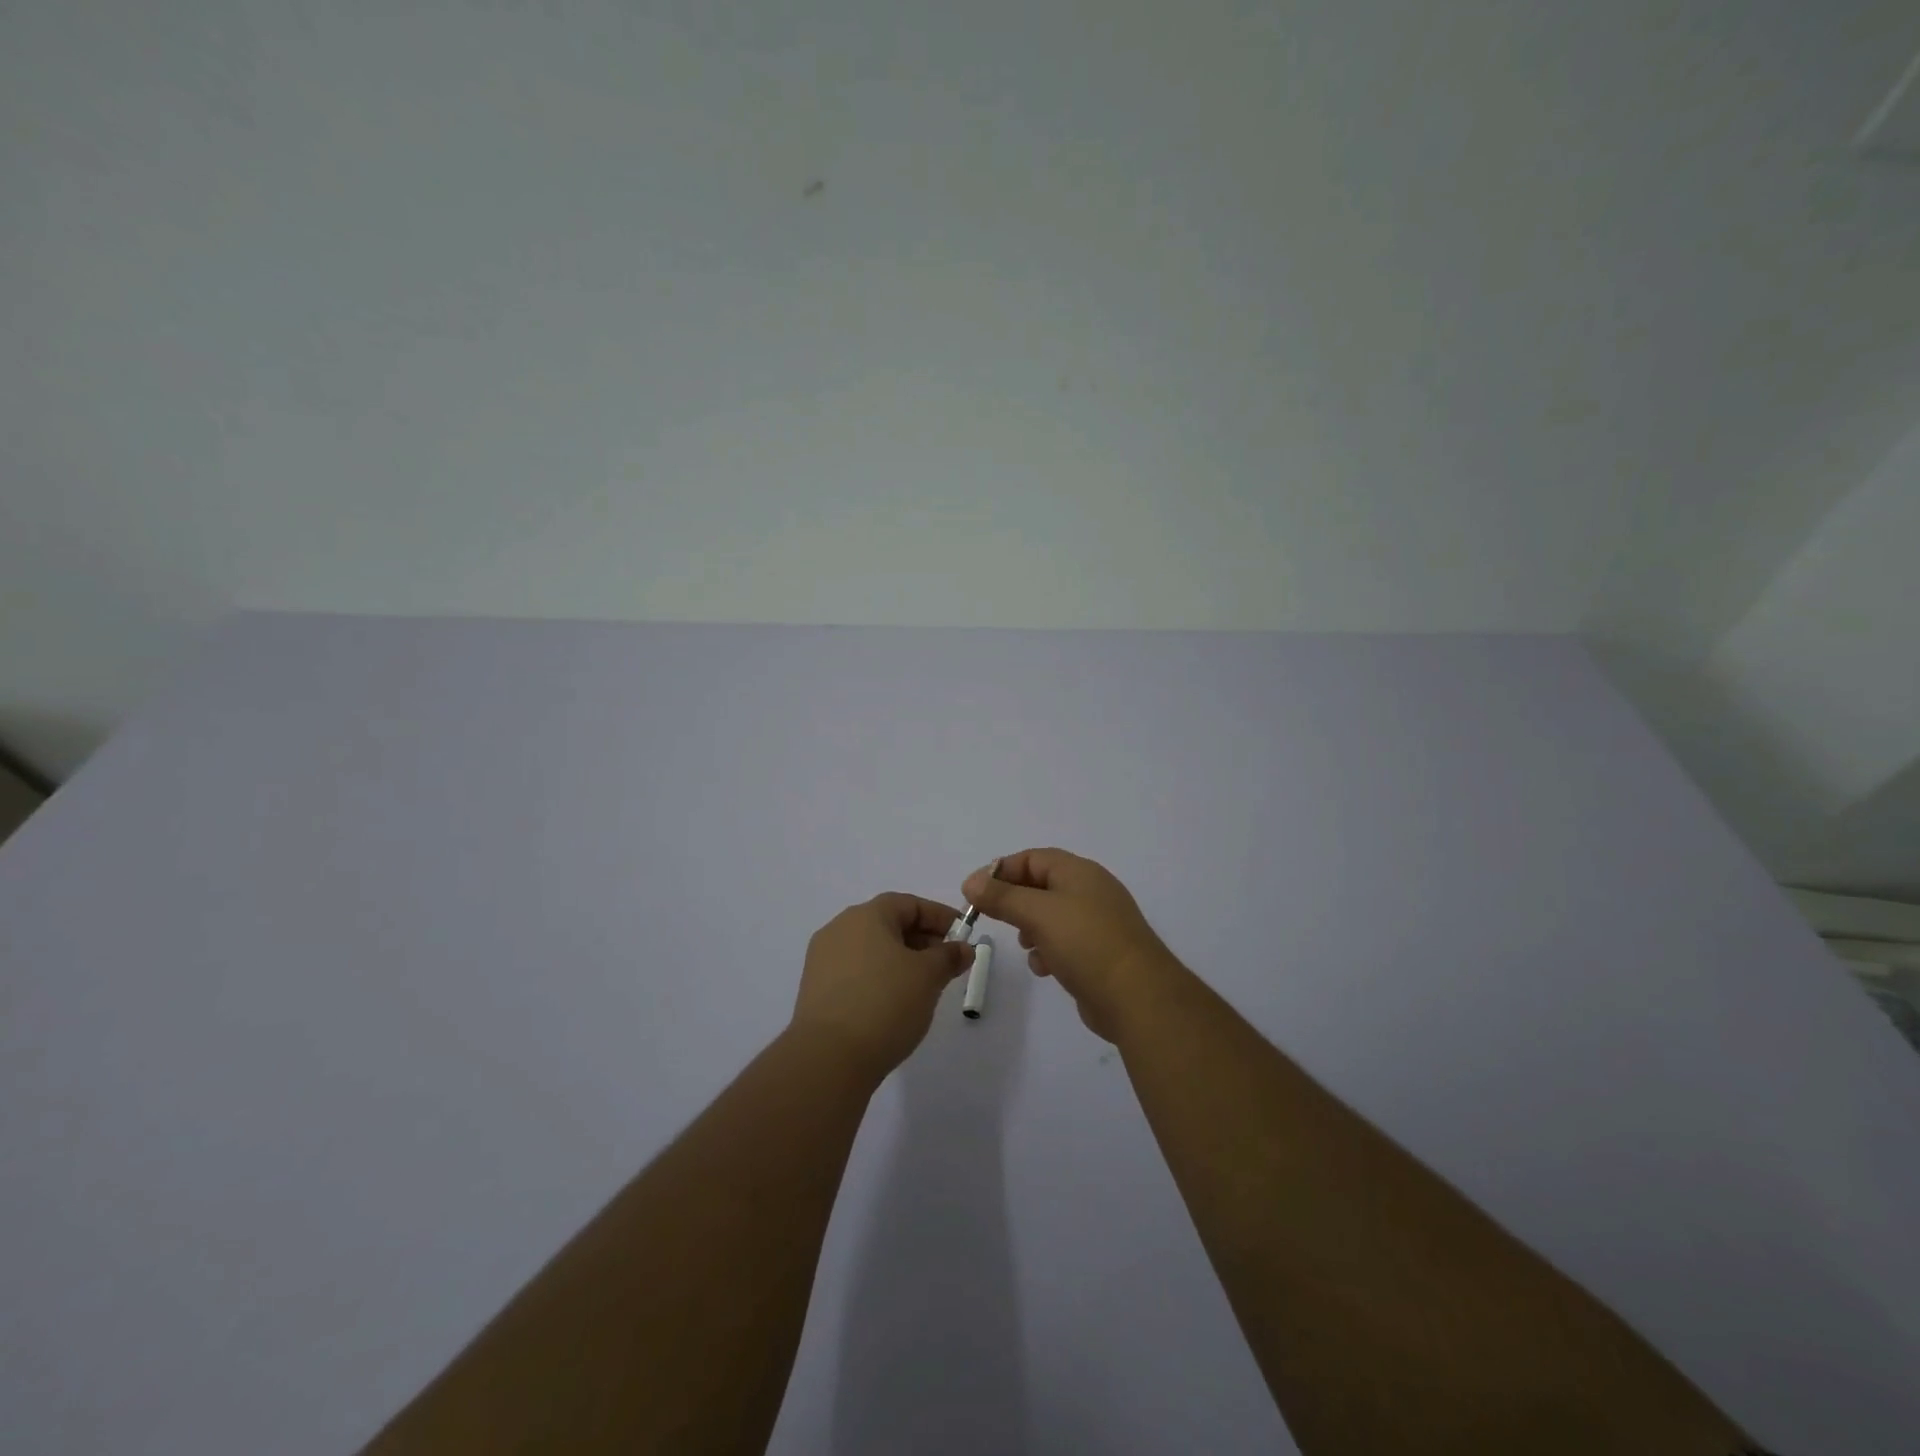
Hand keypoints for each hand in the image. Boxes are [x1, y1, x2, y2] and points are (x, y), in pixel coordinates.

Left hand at [791, 893, 974, 1082]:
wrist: (828, 1058)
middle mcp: (839, 929)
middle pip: (888, 924)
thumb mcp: (928, 976)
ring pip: (872, 950)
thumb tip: (963, 948)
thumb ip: (949, 956)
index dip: (939, 917)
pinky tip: (896, 1003)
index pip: (909, 904)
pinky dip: (880, 978)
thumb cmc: (885, 1003)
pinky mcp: (816, 990)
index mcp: (865, 915)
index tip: (963, 937)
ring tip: (925, 986)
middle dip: (922, 940)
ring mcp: (823, 960)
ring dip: (901, 961)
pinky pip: (856, 972)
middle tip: (947, 963)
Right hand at [962, 849, 1182, 1041]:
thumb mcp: (1038, 913)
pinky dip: (1048, 950)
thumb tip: (972, 881)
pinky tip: (1043, 968)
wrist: (1137, 997)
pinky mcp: (1099, 953)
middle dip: (1014, 901)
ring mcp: (1097, 923)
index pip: (1033, 858)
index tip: (974, 891)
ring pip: (1051, 916)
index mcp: (1079, 872)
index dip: (1001, 870)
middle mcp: (1090, 891)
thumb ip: (1002, 896)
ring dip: (1030, 927)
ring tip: (1024, 944)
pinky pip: (1065, 942)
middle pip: (1041, 886)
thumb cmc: (1085, 943)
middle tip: (990, 917)